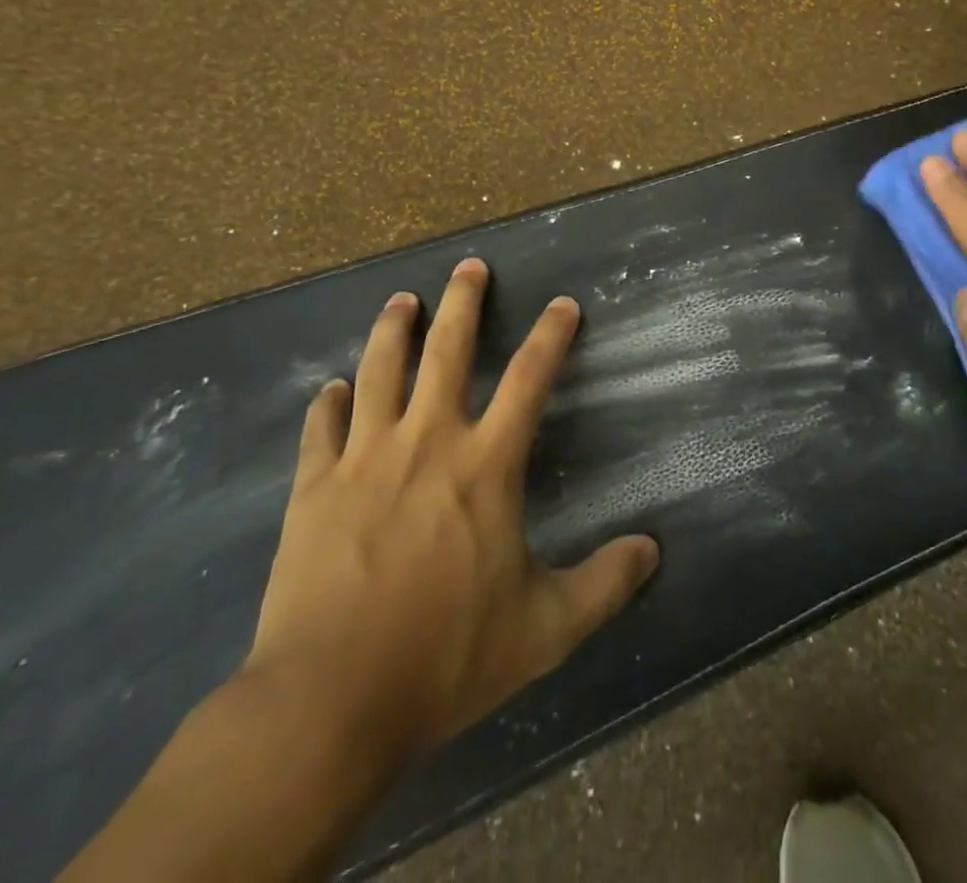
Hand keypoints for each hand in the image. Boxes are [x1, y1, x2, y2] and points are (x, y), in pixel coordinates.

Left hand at [242, 258, 660, 758]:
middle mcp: (428, 441)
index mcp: (486, 465)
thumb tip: (653, 551)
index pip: (530, 379)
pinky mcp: (314, 487)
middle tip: (470, 266)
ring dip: (394, 329)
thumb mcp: (545, 628)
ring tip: (402, 300)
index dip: (552, 335)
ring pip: (380, 370)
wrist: (330, 700)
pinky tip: (331, 389)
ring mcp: (365, 458)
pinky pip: (323, 427)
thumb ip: (604, 584)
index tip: (563, 303)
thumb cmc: (446, 656)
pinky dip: (329, 403)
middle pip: (448, 350)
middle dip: (463, 301)